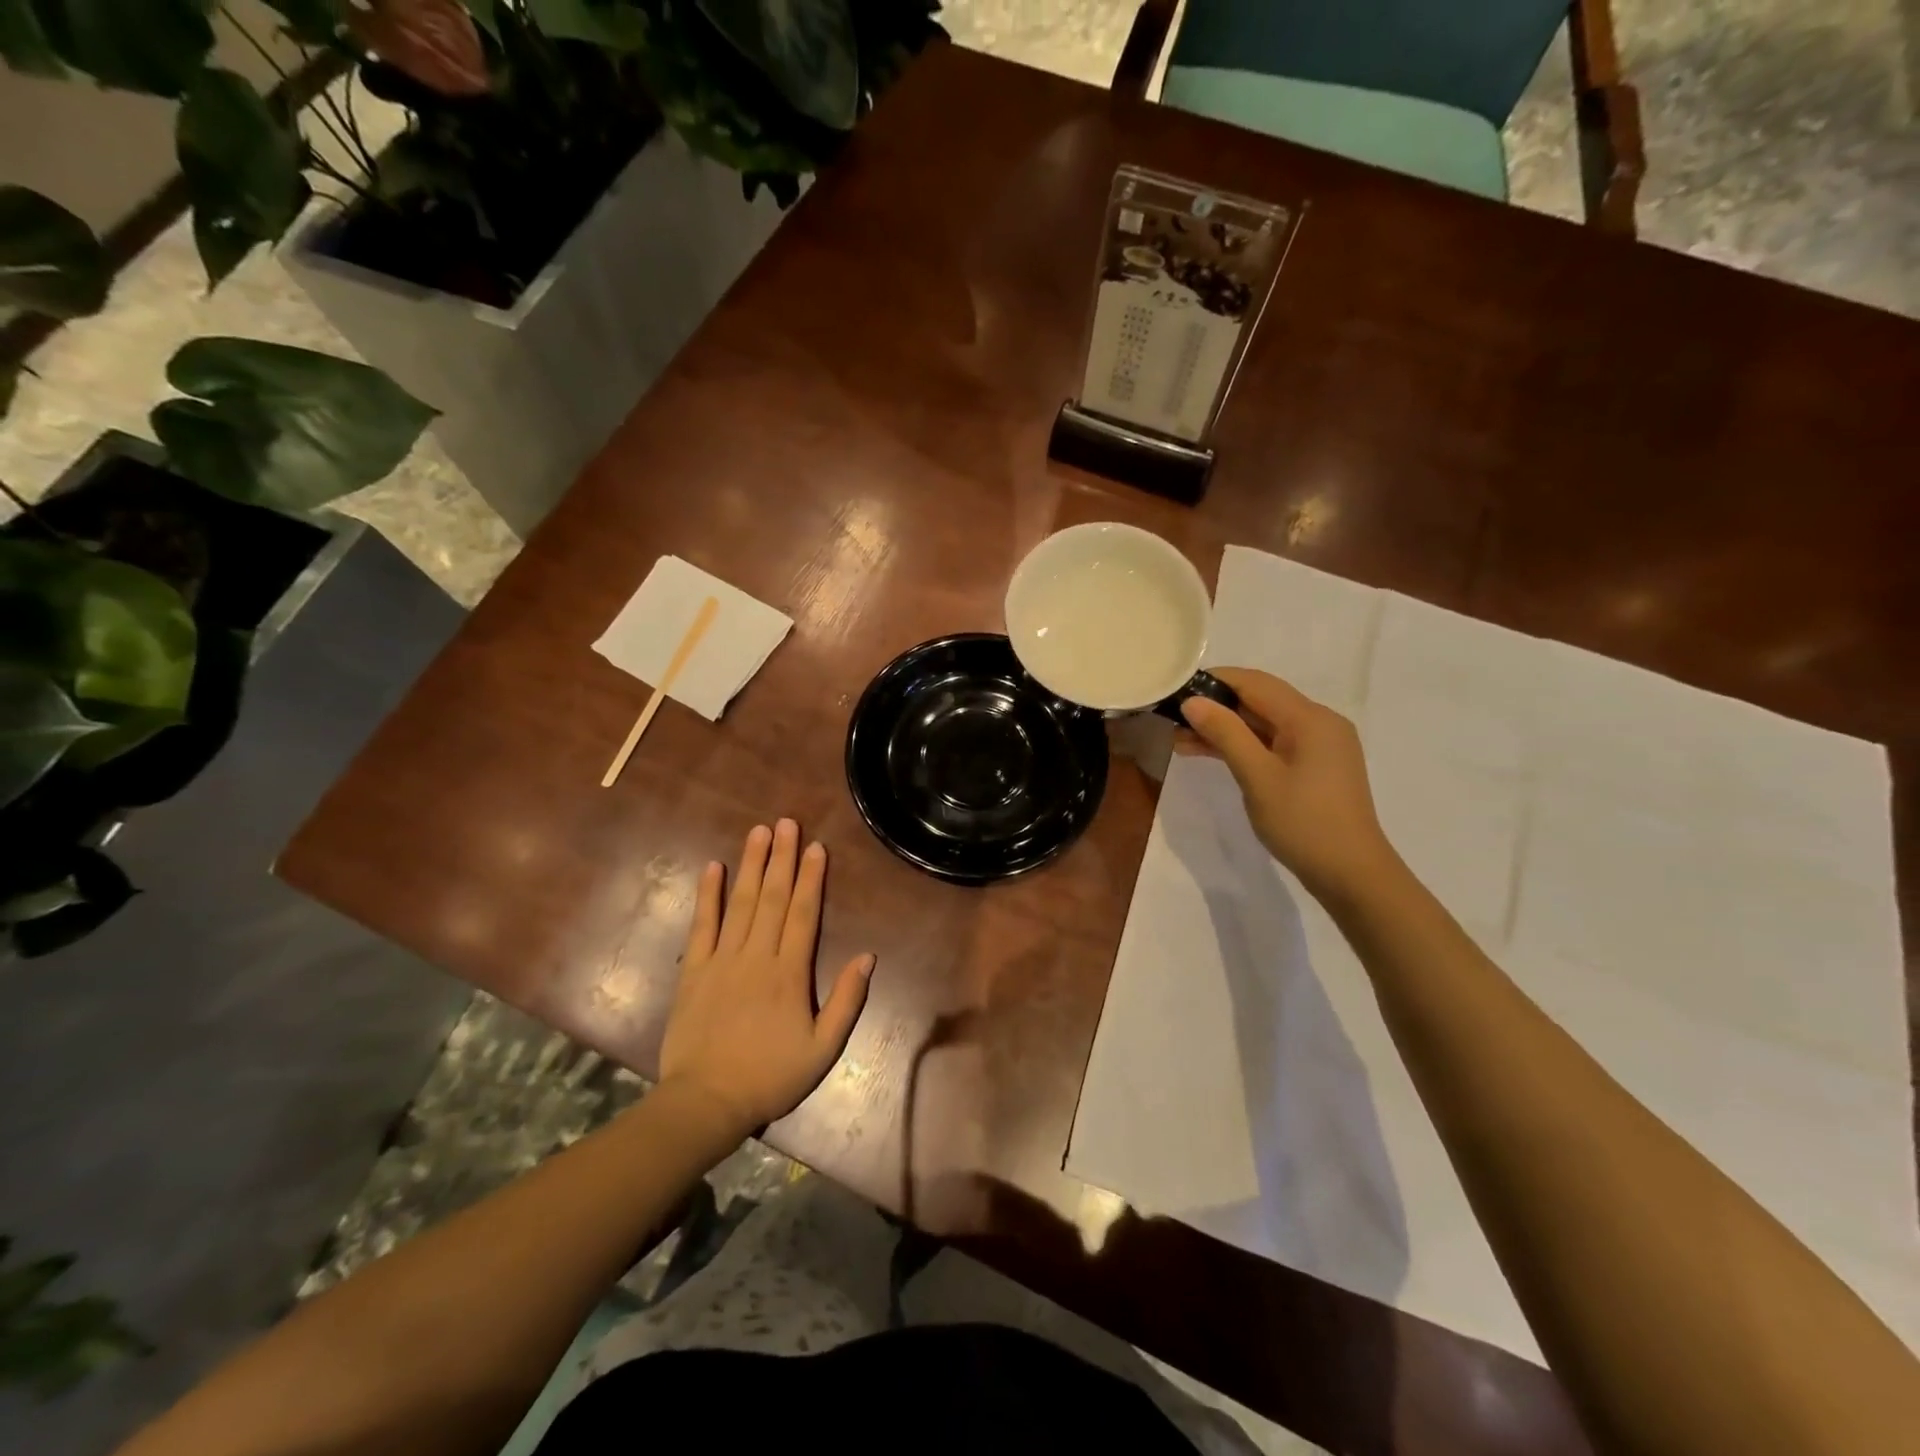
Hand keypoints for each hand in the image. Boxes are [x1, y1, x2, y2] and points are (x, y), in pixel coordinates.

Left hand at [659, 820, 874, 1138]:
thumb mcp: (823, 1049)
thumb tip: (867, 957)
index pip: (803, 914)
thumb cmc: (770, 1077)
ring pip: (740, 903)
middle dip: (782, 858)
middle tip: (787, 822)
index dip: (811, 878)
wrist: (706, 1102)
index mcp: (789, 973)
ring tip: (758, 832)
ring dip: (751, 865)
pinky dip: (707, 895)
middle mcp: (757, 956)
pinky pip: (701, 925)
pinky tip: (712, 868)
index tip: (816, 847)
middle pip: (772, 898)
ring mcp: (721, 960)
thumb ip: (846, 1001)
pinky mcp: (693, 971)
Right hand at [1180, 668, 1396, 901]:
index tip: (1176, 690)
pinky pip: (1273, 744)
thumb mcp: (1257, 776)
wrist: (1351, 874)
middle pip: (1260, 701)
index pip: (1254, 683)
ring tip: (1180, 741)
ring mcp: (1320, 746)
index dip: (1214, 681)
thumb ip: (1225, 734)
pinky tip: (1212, 754)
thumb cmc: (1303, 822)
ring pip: (1264, 724)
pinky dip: (1244, 746)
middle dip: (1216, 708)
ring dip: (1225, 729)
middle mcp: (1319, 722)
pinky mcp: (1315, 767)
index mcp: (1310, 718)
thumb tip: (1192, 701)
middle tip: (1172, 720)